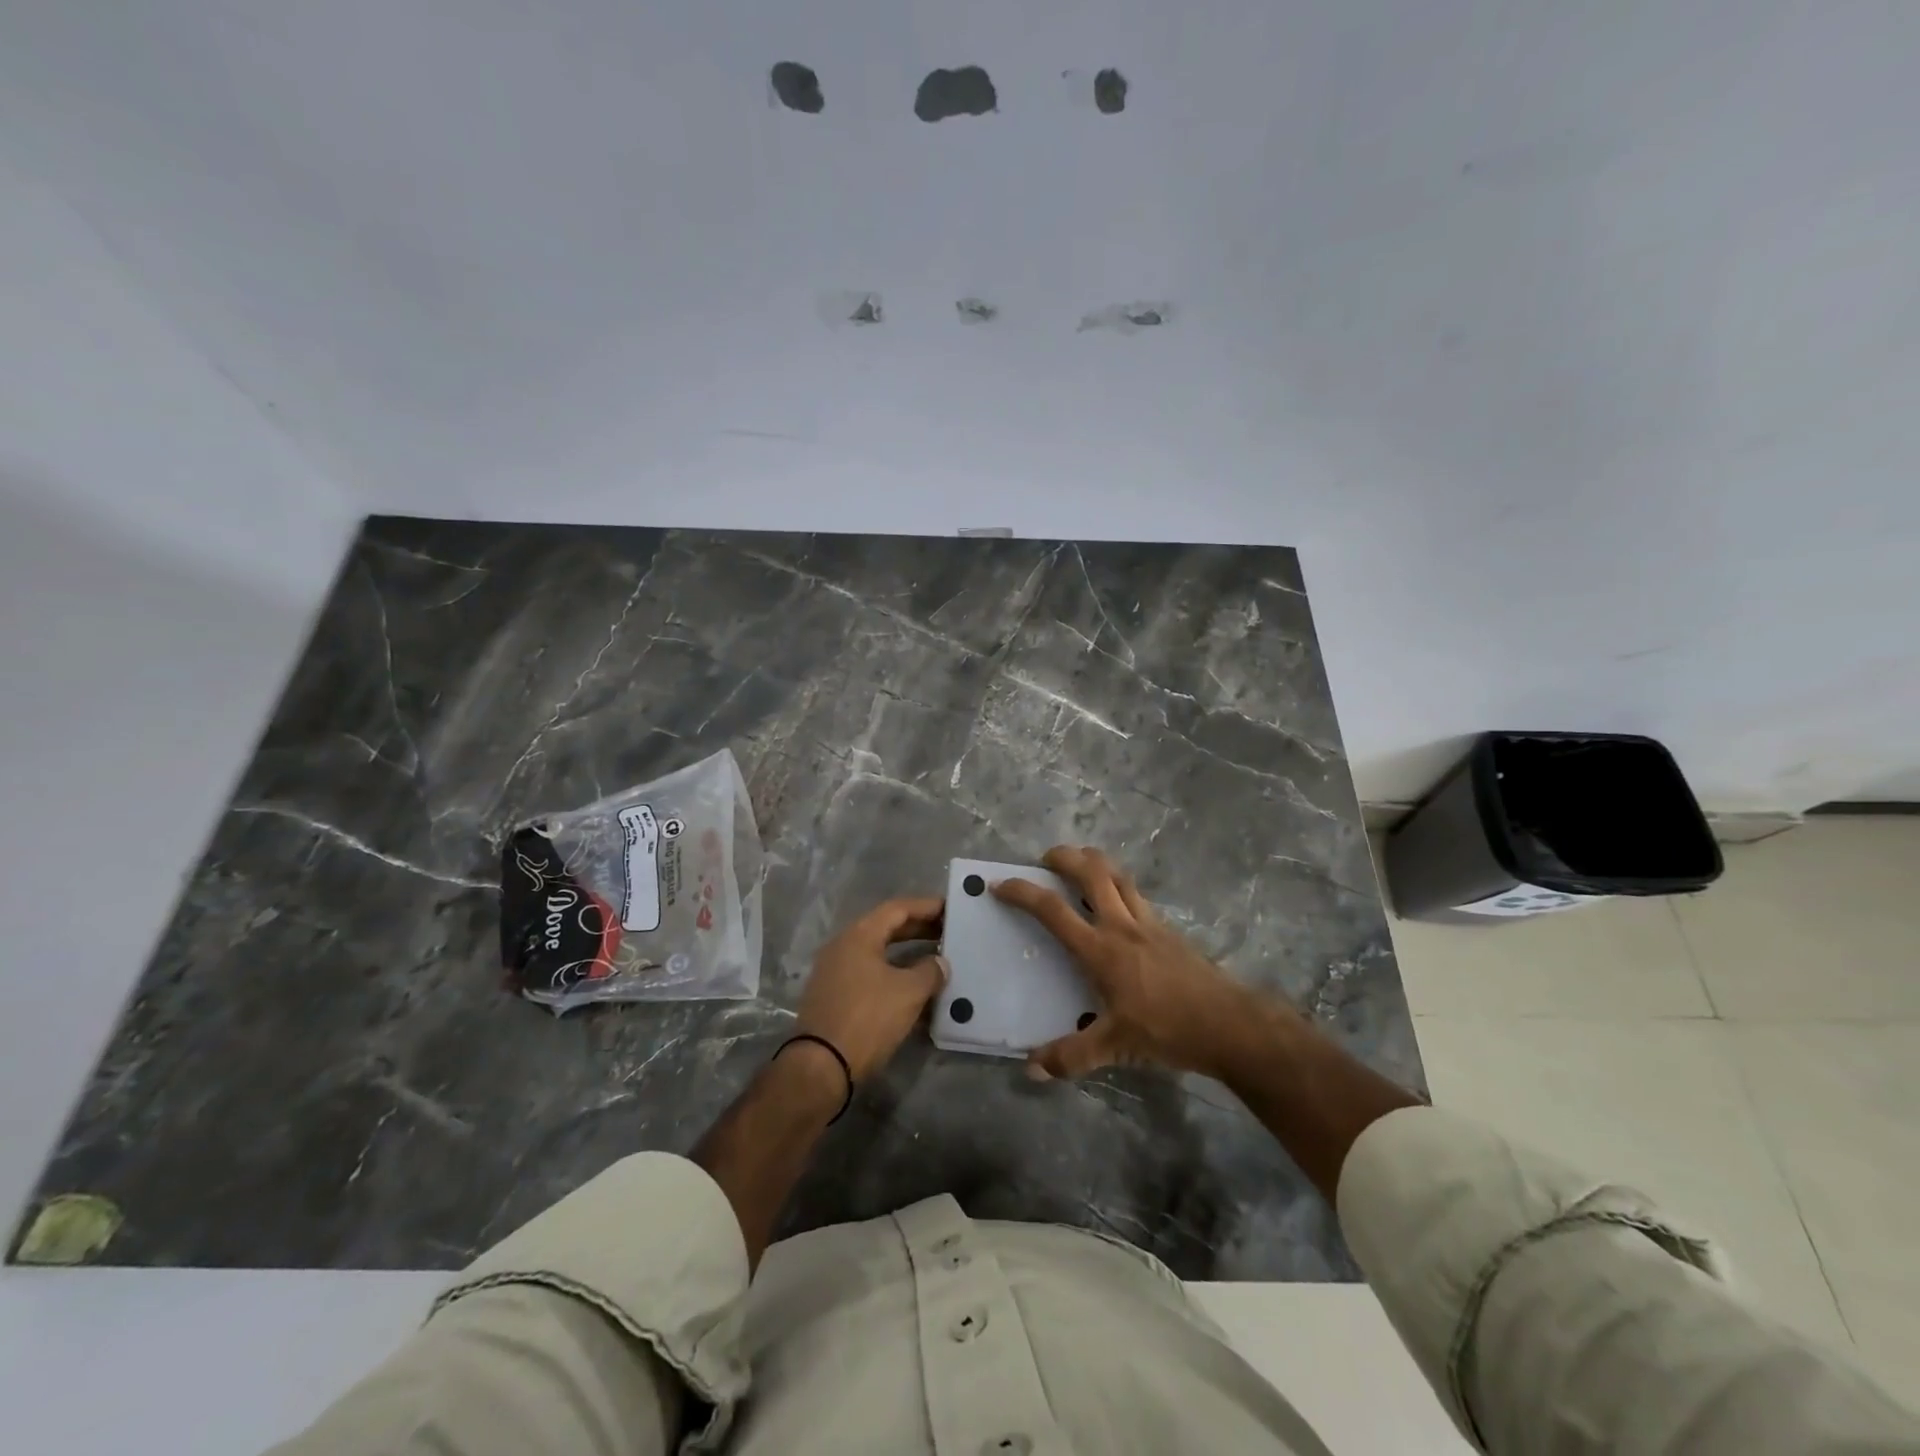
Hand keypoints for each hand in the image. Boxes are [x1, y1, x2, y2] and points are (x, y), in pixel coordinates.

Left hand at [794, 896, 946, 1082]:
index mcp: (859, 935)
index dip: (926, 907)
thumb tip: (940, 962)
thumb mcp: (908, 993)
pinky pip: (870, 974)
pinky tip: (914, 989)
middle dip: (919, 930)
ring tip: (936, 959)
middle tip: (948, 933)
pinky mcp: (834, 996)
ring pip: (878, 953)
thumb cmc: (867, 1019)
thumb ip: (930, 971)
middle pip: (886, 928)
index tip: (951, 909)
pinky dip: (893, 974)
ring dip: (907, 954)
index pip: (897, 909)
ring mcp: (835, 972)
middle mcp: (843, 946)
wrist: (821, 1067)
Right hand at [993, 846, 1274, 1081]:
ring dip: (1095, 863)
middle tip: (1046, 858)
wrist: (1229, 1023)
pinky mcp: (1169, 929)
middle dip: (1064, 857)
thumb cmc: (1167, 1029)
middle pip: (1091, 872)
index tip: (1000, 884)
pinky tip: (1118, 903)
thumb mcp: (1115, 1046)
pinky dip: (1119, 886)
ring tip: (1080, 865)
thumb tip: (1031, 1069)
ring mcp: (1149, 923)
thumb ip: (1070, 1056)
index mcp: (1101, 949)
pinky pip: (1138, 895)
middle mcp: (1122, 925)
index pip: (1053, 910)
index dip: (1023, 892)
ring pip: (1119, 875)